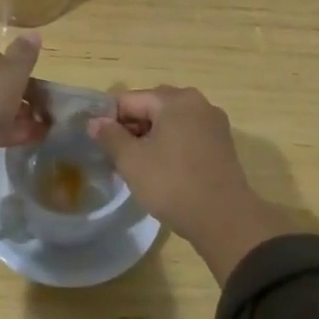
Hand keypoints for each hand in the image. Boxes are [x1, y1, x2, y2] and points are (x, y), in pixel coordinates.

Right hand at [89, 87, 292, 281]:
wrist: (224, 219)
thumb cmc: (172, 183)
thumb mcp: (131, 160)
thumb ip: (110, 136)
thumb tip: (94, 122)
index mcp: (175, 99)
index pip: (130, 100)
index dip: (109, 119)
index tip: (98, 142)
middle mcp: (198, 103)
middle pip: (152, 107)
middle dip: (131, 128)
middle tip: (115, 155)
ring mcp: (213, 123)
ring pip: (170, 123)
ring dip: (150, 138)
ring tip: (136, 165)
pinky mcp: (222, 145)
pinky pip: (187, 136)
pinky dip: (170, 146)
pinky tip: (161, 169)